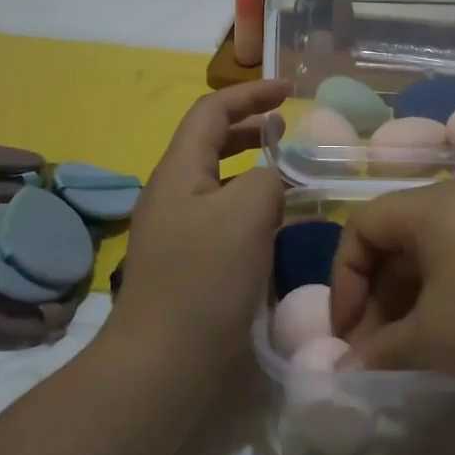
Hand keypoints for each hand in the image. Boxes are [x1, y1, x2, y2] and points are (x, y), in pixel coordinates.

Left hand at [108, 80, 290, 377]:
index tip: (290, 91)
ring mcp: (176, 230)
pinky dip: (250, 207)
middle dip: (251, 129)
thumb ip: (268, 178)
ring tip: (289, 176)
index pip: (211, 111)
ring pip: (218, 182)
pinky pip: (221, 217)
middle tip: (289, 130)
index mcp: (179, 170)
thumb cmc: (205, 279)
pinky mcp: (186, 262)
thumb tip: (271, 179)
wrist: (163, 362)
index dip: (251, 94)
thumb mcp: (248, 213)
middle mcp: (172, 193)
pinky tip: (275, 226)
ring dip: (252, 170)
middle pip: (211, 143)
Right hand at [327, 181, 454, 397]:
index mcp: (431, 206)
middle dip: (377, 297)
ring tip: (414, 352)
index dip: (344, 280)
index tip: (347, 333)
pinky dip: (448, 296)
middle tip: (377, 351)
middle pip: (398, 239)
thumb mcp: (432, 339)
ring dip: (412, 301)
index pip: (362, 227)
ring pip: (434, 253)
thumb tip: (348, 367)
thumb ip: (381, 350)